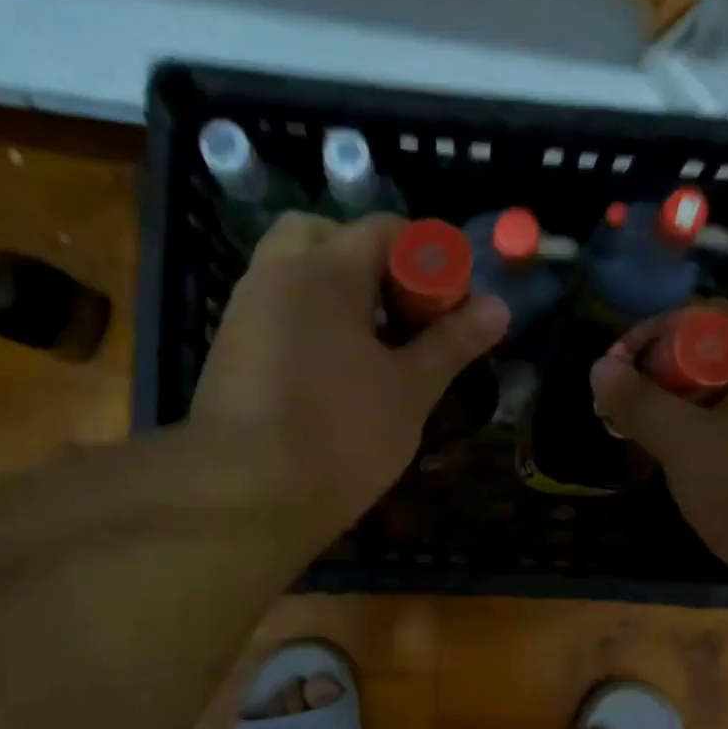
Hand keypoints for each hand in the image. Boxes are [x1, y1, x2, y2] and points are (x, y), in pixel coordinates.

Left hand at [184, 213, 509, 552]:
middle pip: (325, 235)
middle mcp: (275, 276)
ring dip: (336, 288)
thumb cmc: (340, 437)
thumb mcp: (410, 391)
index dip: (428, 256)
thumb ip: (452, 343)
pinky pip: (275, 308)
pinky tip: (333, 368)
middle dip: (369, 260)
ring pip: (293, 271)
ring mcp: (245, 312)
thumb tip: (498, 308)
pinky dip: (308, 317)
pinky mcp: (230, 350)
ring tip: (373, 342)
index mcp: (324, 272)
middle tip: (401, 307)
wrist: (244, 499)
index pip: (384, 230)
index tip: (452, 298)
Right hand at [588, 301, 727, 582]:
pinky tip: (702, 472)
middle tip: (636, 410)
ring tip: (660, 444)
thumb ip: (639, 403)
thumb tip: (601, 368)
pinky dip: (723, 438)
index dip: (659, 332)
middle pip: (727, 355)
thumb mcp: (687, 445)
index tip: (621, 367)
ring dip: (694, 413)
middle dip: (671, 378)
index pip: (713, 314)